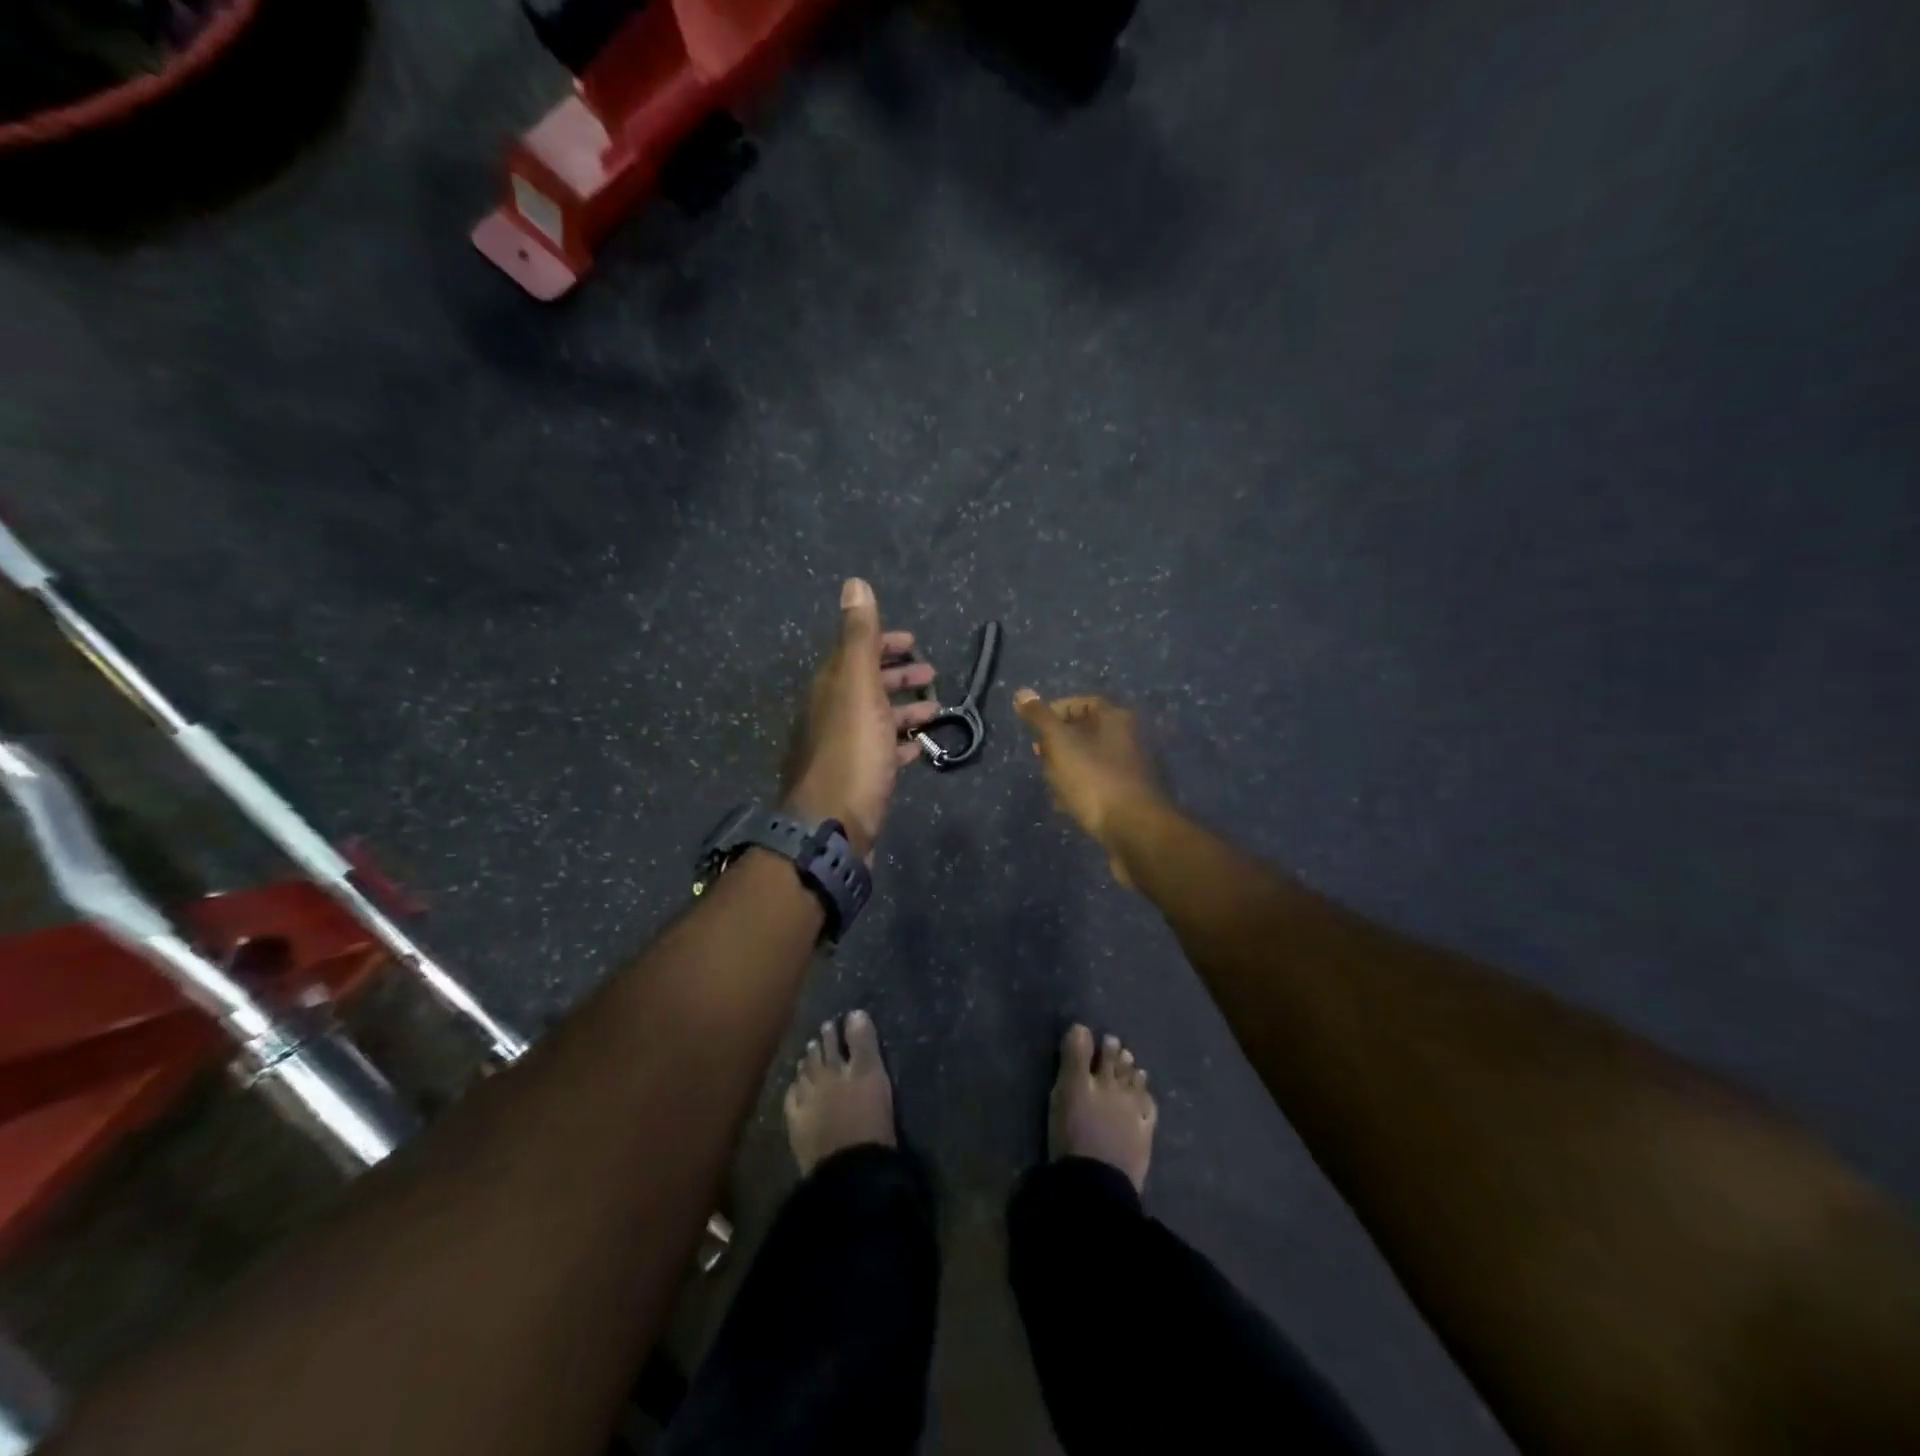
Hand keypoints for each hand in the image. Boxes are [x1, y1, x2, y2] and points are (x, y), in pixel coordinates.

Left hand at [784, 579, 941, 857]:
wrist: (833, 826)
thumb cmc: (852, 753)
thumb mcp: (858, 687)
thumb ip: (860, 638)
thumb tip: (854, 583)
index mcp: (830, 688)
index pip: (855, 652)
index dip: (883, 643)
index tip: (913, 641)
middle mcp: (831, 714)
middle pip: (866, 685)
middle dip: (897, 675)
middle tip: (930, 673)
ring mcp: (843, 749)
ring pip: (876, 718)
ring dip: (905, 708)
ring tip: (936, 708)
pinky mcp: (857, 779)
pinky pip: (882, 751)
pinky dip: (902, 743)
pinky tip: (921, 747)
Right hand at [1013, 690, 1164, 887]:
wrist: (1134, 831)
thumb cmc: (1094, 779)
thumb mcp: (1060, 744)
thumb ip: (1040, 718)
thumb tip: (1022, 692)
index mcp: (1116, 719)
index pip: (1082, 703)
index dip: (1055, 712)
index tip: (1034, 729)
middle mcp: (1129, 738)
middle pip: (1087, 732)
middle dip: (1059, 743)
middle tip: (1039, 756)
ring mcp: (1132, 769)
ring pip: (1091, 760)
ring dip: (1067, 768)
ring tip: (1048, 781)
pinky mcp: (1130, 797)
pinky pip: (1099, 785)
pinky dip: (1080, 789)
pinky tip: (1066, 804)